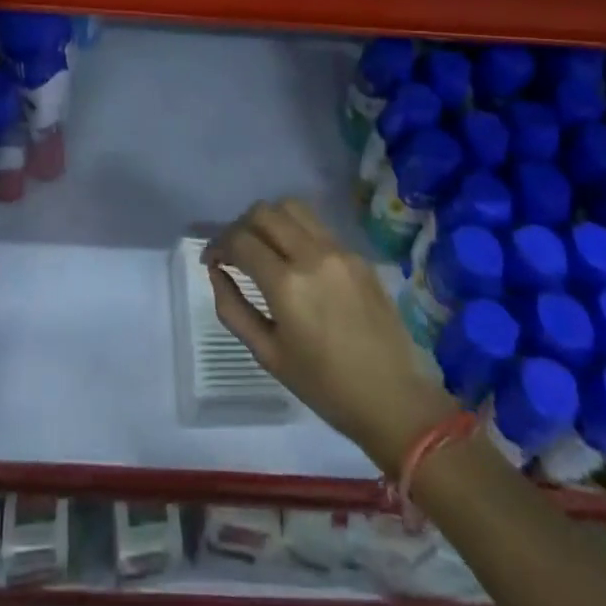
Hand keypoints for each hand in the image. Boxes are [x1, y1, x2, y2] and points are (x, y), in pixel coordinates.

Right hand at [205, 199, 458, 474]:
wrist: (394, 399)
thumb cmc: (325, 387)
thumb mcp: (268, 355)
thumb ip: (233, 308)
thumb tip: (216, 271)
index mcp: (287, 285)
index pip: (240, 240)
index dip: (218, 245)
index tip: (211, 260)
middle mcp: (311, 255)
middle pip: (263, 212)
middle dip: (240, 226)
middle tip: (234, 251)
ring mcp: (338, 250)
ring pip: (291, 207)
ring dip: (268, 219)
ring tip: (263, 245)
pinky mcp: (357, 253)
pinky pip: (317, 225)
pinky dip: (295, 229)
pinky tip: (294, 256)